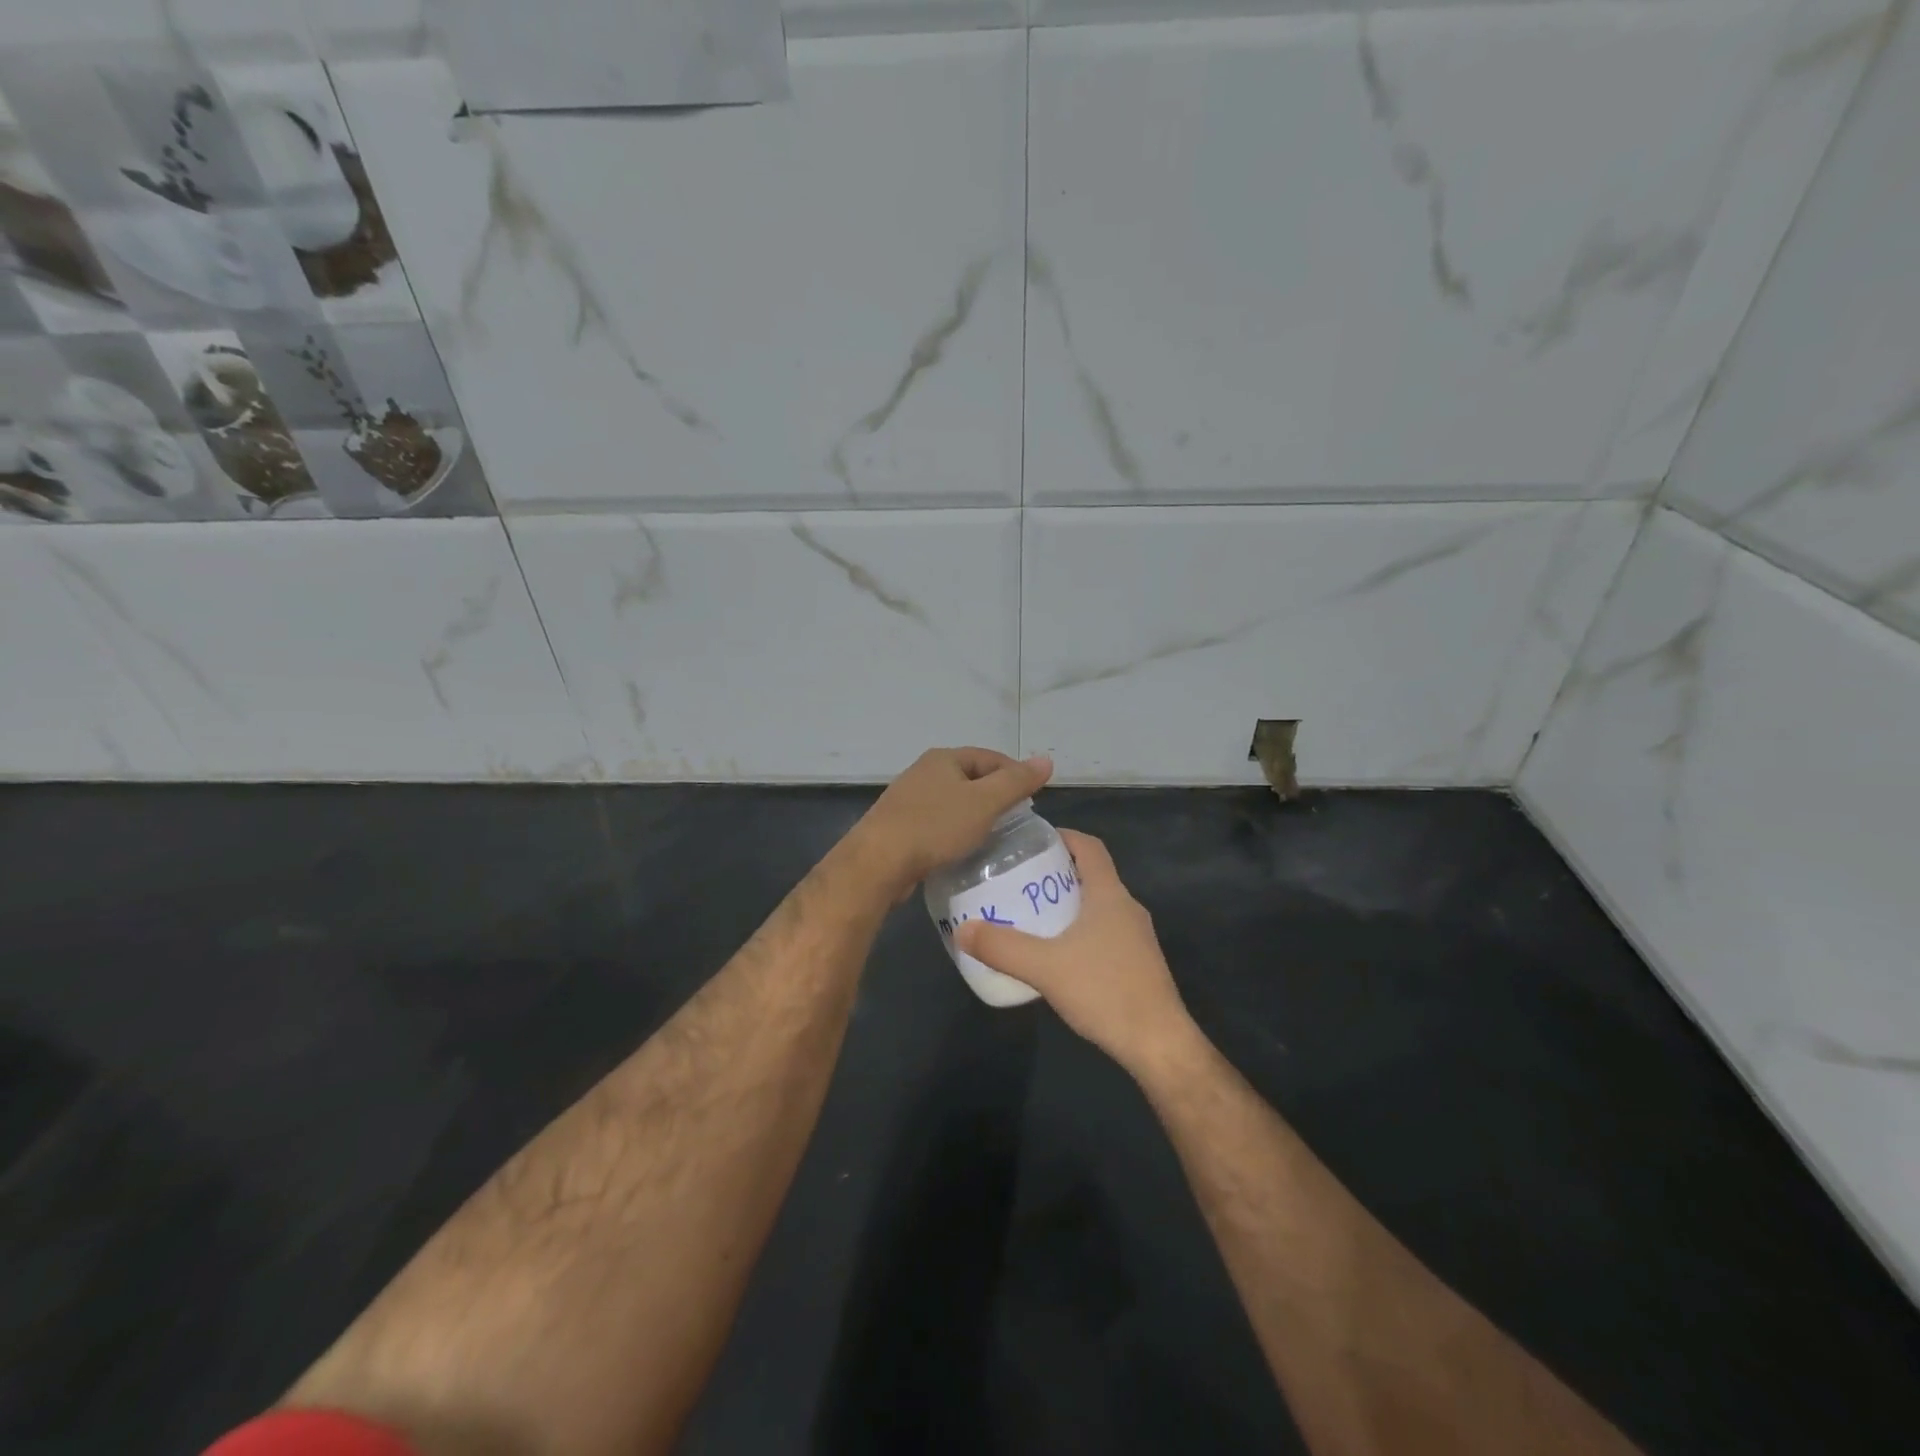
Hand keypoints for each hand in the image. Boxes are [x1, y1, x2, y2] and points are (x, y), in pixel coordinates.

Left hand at [850, 747, 1053, 900]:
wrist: (879, 862)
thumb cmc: (935, 826)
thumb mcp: (984, 803)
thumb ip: (1016, 782)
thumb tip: (1046, 760)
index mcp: (943, 759)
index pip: (990, 757)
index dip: (1015, 774)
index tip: (1033, 799)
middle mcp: (923, 773)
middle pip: (970, 779)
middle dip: (995, 797)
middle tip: (1017, 821)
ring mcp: (908, 800)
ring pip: (953, 804)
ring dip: (974, 817)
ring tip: (995, 838)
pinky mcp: (899, 827)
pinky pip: (937, 825)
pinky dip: (954, 833)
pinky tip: (963, 851)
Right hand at [954, 830, 1195, 1076]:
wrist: (1158, 1044)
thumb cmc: (1105, 991)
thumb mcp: (1045, 967)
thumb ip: (1002, 947)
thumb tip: (963, 929)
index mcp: (1110, 895)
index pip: (1089, 847)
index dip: (1062, 836)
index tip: (1032, 841)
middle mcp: (1127, 908)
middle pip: (1091, 875)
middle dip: (1056, 873)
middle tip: (1019, 882)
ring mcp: (1137, 938)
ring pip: (1097, 907)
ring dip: (1067, 905)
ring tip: (1031, 917)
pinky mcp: (1138, 964)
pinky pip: (1104, 933)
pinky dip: (1079, 932)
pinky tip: (1056, 956)